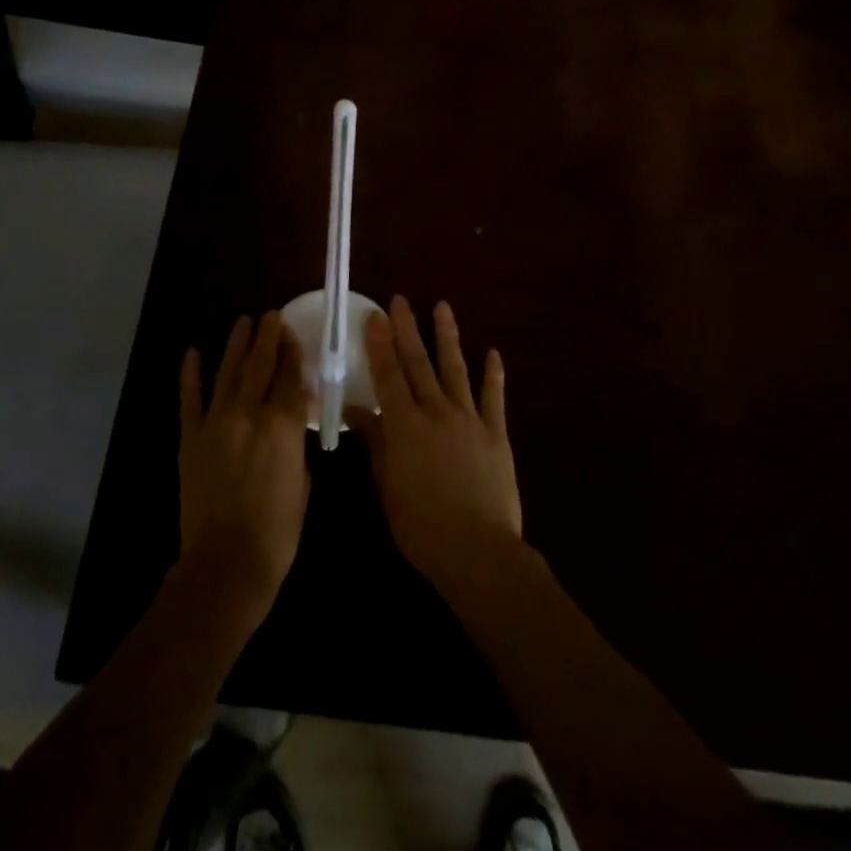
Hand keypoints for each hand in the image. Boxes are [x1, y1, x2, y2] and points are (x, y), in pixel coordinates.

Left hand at [177, 312, 311, 619]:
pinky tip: (192, 352)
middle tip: (271, 314)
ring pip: (228, 372)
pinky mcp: (191, 437)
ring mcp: (216, 422)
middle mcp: (250, 413)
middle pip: (260, 364)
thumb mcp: (303, 484)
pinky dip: (190, 374)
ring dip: (236, 345)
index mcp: (283, 425)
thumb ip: (296, 446)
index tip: (293, 333)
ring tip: (243, 322)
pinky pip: (189, 398)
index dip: (293, 352)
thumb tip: (291, 424)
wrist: (226, 563)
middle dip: (268, 336)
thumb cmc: (277, 532)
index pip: (291, 376)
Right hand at [351, 296, 523, 601]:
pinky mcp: (495, 434)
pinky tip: (493, 352)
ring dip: (447, 337)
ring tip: (443, 307)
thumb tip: (355, 409)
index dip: (380, 344)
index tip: (375, 314)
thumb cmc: (421, 525)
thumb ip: (374, 444)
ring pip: (455, 369)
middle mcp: (436, 412)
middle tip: (400, 300)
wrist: (478, 551)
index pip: (388, 375)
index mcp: (405, 426)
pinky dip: (493, 375)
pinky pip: (493, 398)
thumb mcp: (387, 486)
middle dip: (407, 329)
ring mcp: (469, 420)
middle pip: (418, 364)